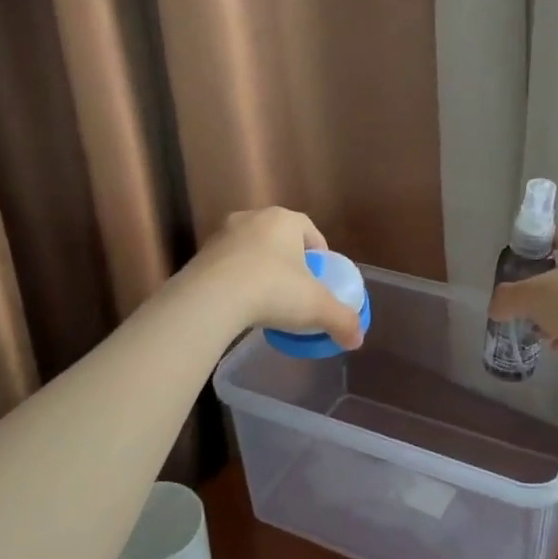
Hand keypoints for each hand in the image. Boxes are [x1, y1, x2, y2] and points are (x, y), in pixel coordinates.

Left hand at [186, 208, 365, 348]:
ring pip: (250, 250)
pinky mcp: (199, 256)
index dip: (319, 253)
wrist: (210, 299)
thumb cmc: (272, 291)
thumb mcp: (317, 308)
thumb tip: (357, 339)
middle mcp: (252, 218)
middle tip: (295, 289)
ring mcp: (222, 235)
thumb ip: (342, 321)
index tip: (320, 277)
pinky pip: (227, 266)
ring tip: (265, 298)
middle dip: (288, 260)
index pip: (309, 230)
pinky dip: (236, 280)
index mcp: (284, 220)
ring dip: (259, 269)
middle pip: (278, 238)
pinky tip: (240, 305)